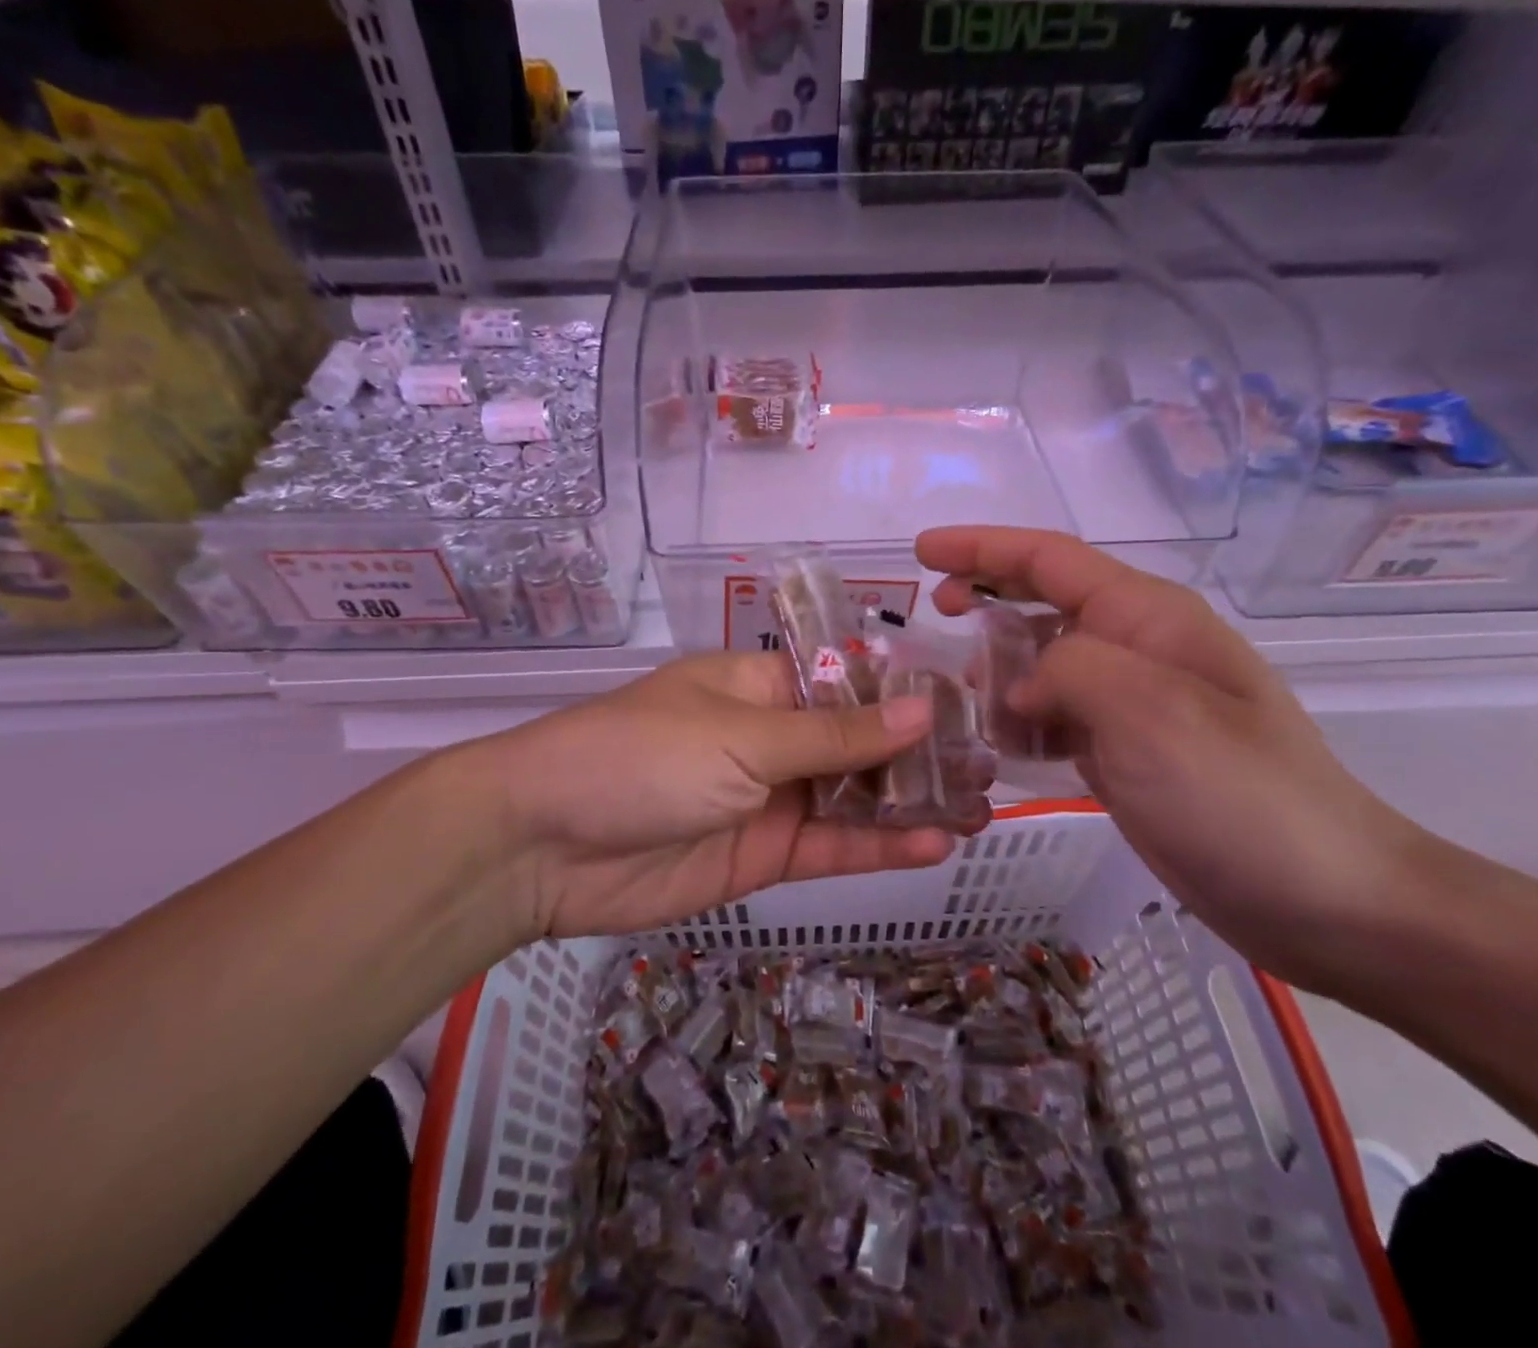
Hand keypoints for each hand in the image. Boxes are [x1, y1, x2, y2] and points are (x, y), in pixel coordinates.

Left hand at [490, 653, 960, 939]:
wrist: (545, 845)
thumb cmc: (644, 757)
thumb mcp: (744, 735)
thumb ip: (836, 735)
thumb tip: (922, 708)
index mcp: (762, 684)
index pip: (850, 681)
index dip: (908, 693)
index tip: (972, 704)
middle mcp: (772, 736)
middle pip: (860, 742)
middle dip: (921, 753)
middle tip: (991, 764)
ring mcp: (770, 798)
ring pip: (855, 797)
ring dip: (912, 803)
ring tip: (981, 806)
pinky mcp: (763, 855)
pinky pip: (832, 846)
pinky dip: (879, 846)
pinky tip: (934, 843)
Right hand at [916, 525, 1440, 990]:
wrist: (1324, 899)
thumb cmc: (1241, 796)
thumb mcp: (1151, 714)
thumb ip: (1070, 670)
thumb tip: (1020, 684)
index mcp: (1148, 618)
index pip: (1050, 559)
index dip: (982, 547)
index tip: (922, 551)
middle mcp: (1139, 648)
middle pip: (1045, 601)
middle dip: (986, 596)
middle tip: (935, 615)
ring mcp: (1134, 703)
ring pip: (1045, 663)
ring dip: (999, 670)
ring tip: (960, 699)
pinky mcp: (1127, 753)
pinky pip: (1056, 718)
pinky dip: (1020, 723)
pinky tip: (998, 749)